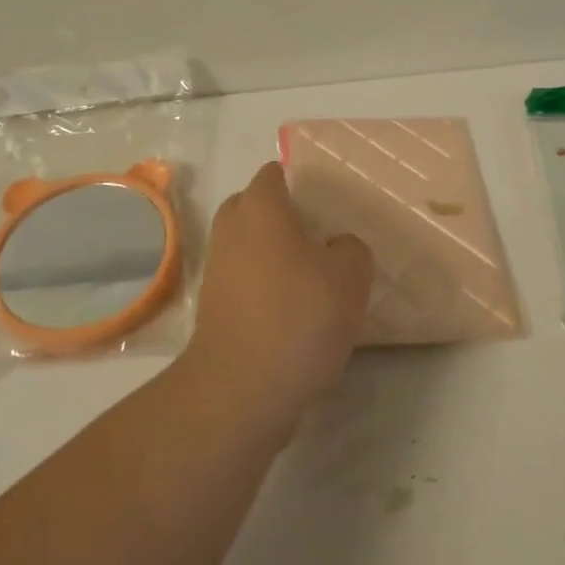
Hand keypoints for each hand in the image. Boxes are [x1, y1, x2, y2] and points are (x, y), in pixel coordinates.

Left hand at [179, 162, 373, 443]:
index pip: (274, 174)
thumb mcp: (350, 276)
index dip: (299, 182)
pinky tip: (295, 313)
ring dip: (273, 255)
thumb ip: (351, 249)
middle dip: (282, 217)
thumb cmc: (298, 317)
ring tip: (313, 279)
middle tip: (320, 237)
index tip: (326, 203)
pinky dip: (264, 288)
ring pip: (247, 246)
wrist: (241, 390)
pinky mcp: (214, 309)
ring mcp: (217, 270)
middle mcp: (231, 230)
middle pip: (253, 207)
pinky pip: (243, 282)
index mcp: (260, 208)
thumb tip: (337, 248)